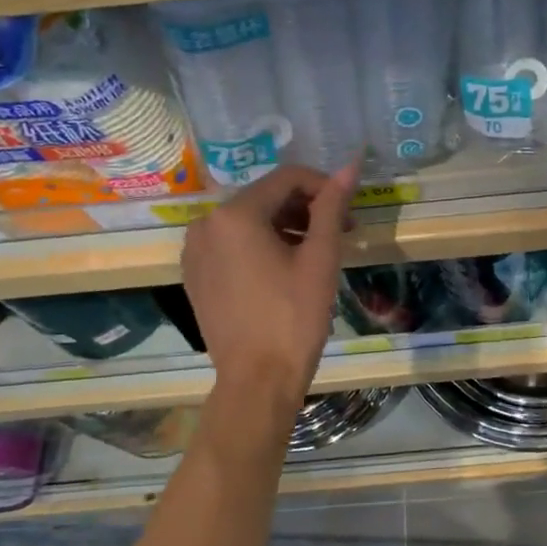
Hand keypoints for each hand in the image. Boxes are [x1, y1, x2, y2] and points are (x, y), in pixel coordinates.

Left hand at [181, 163, 356, 398]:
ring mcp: (195, 250)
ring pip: (249, 221)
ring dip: (286, 227)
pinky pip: (232, 244)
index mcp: (235, 214)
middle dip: (306, 209)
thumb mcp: (320, 258)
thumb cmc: (294, 317)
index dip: (324, 187)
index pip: (288, 178)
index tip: (349, 212)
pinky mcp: (195, 274)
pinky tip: (285, 271)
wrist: (257, 379)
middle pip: (266, 197)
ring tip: (316, 254)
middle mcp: (206, 223)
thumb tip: (351, 165)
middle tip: (340, 234)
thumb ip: (332, 206)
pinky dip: (261, 246)